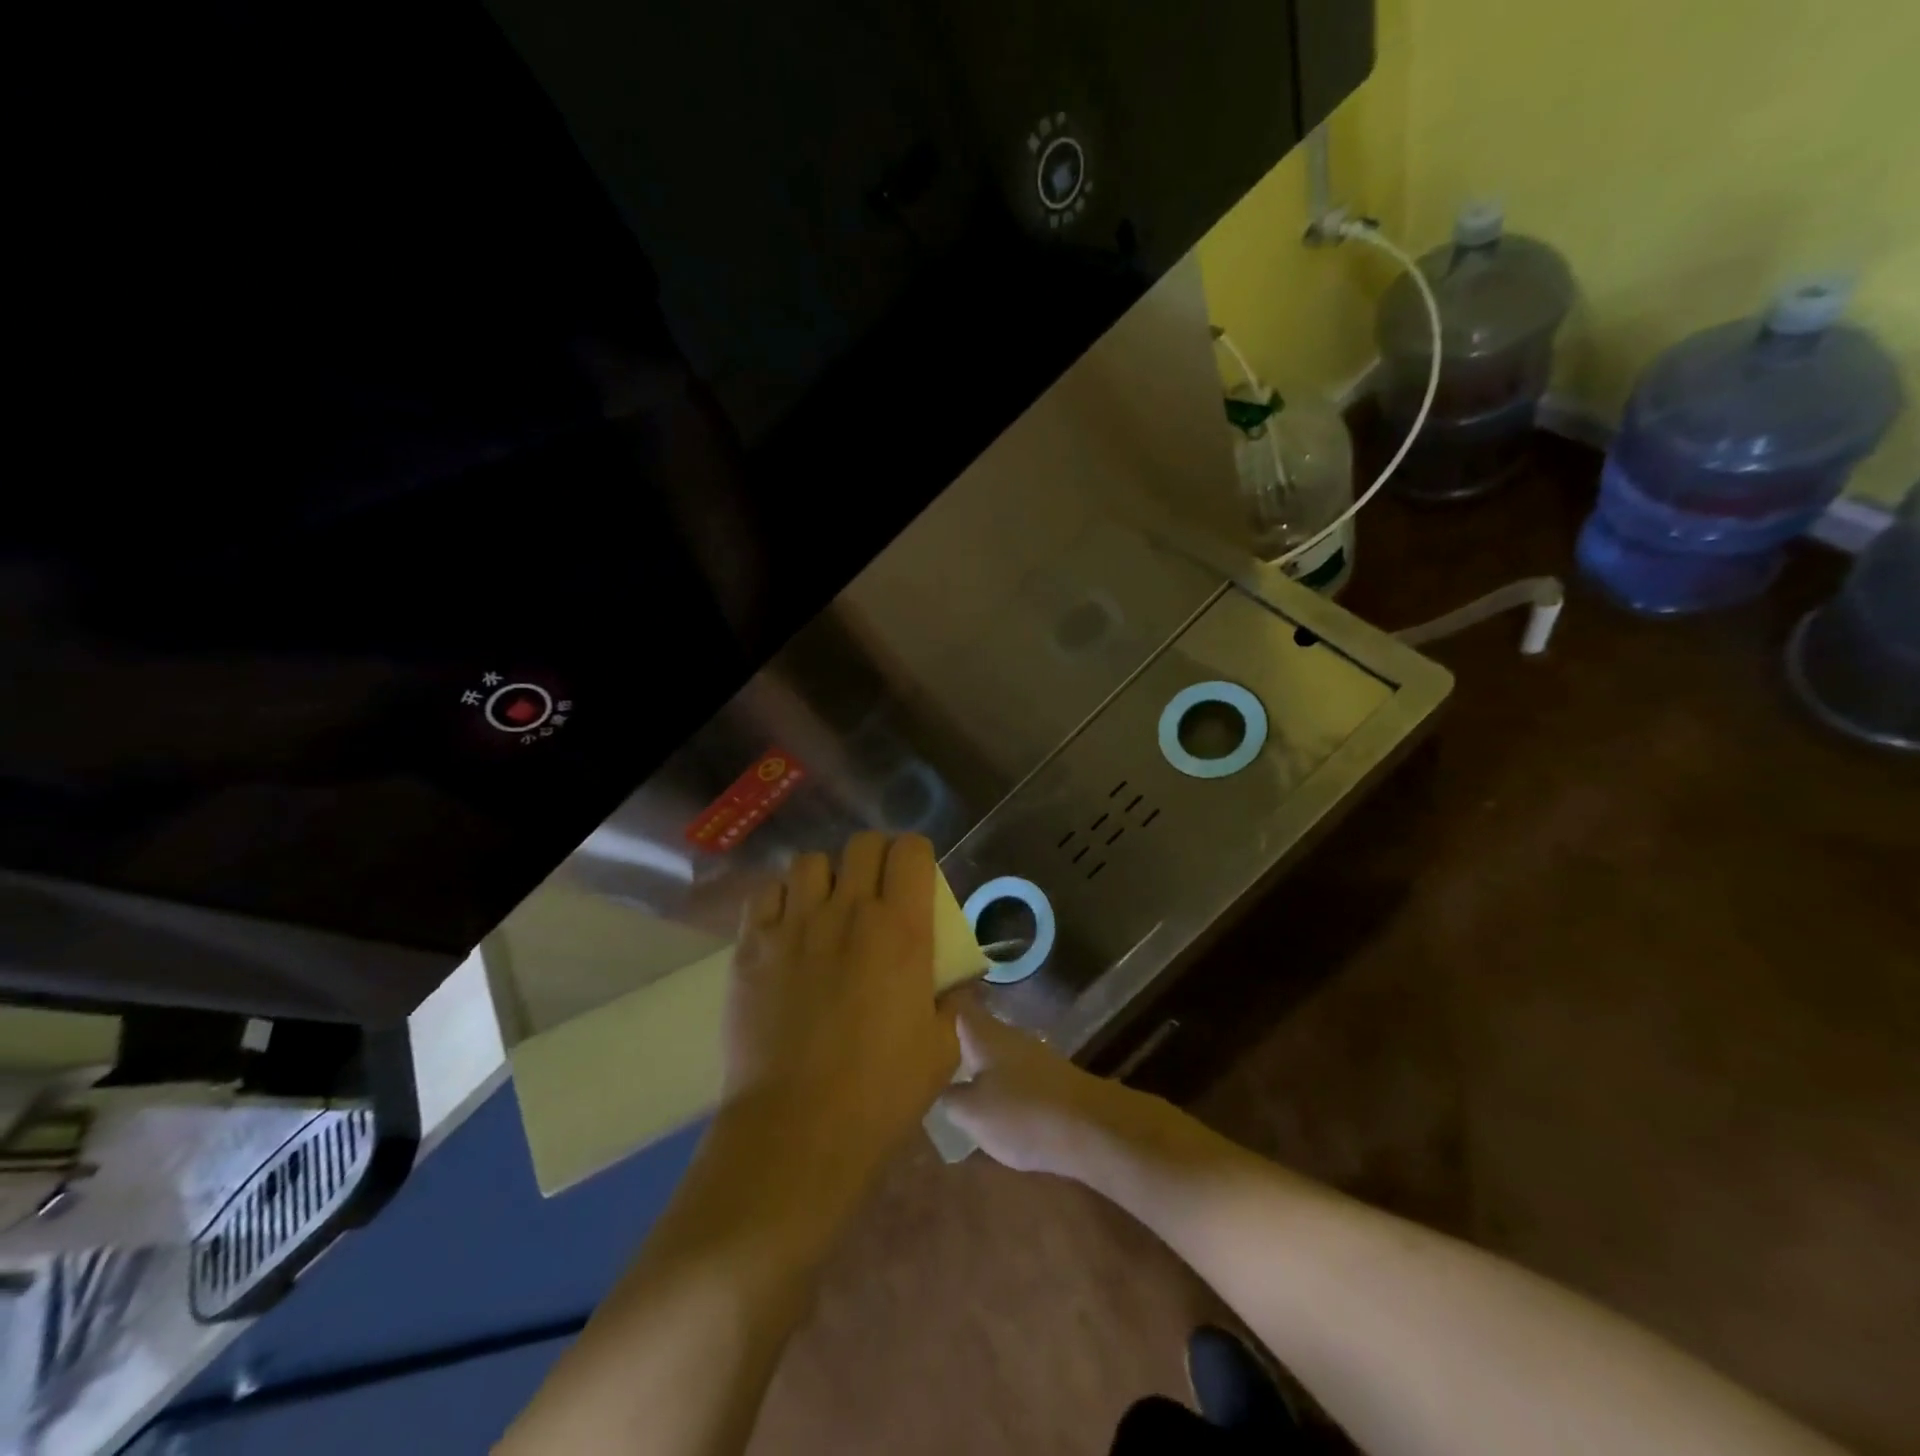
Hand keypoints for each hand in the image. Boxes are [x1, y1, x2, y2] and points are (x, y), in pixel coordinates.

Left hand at [724, 833, 957, 1176]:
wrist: (796, 1132)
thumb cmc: (880, 1094)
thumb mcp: (941, 1050)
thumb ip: (954, 1003)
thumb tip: (956, 983)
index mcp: (900, 930)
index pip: (911, 851)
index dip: (916, 856)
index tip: (915, 879)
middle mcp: (847, 912)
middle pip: (862, 845)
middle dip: (875, 859)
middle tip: (875, 891)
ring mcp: (794, 925)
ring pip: (810, 863)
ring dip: (825, 878)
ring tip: (825, 908)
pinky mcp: (751, 946)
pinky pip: (765, 894)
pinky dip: (780, 900)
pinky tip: (786, 928)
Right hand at [940, 999, 1137, 1176]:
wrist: (1089, 1128)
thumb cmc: (1022, 1113)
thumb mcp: (972, 1113)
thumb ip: (949, 1098)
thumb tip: (938, 1088)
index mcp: (984, 1034)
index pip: (958, 1004)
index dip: (940, 1000)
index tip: (920, 999)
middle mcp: (1007, 1035)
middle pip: (976, 1027)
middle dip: (955, 1034)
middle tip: (928, 1045)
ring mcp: (1031, 1054)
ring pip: (994, 1049)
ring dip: (976, 1058)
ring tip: (952, 1073)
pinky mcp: (1048, 1077)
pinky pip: (1012, 1070)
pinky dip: (998, 1078)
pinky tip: (989, 1097)